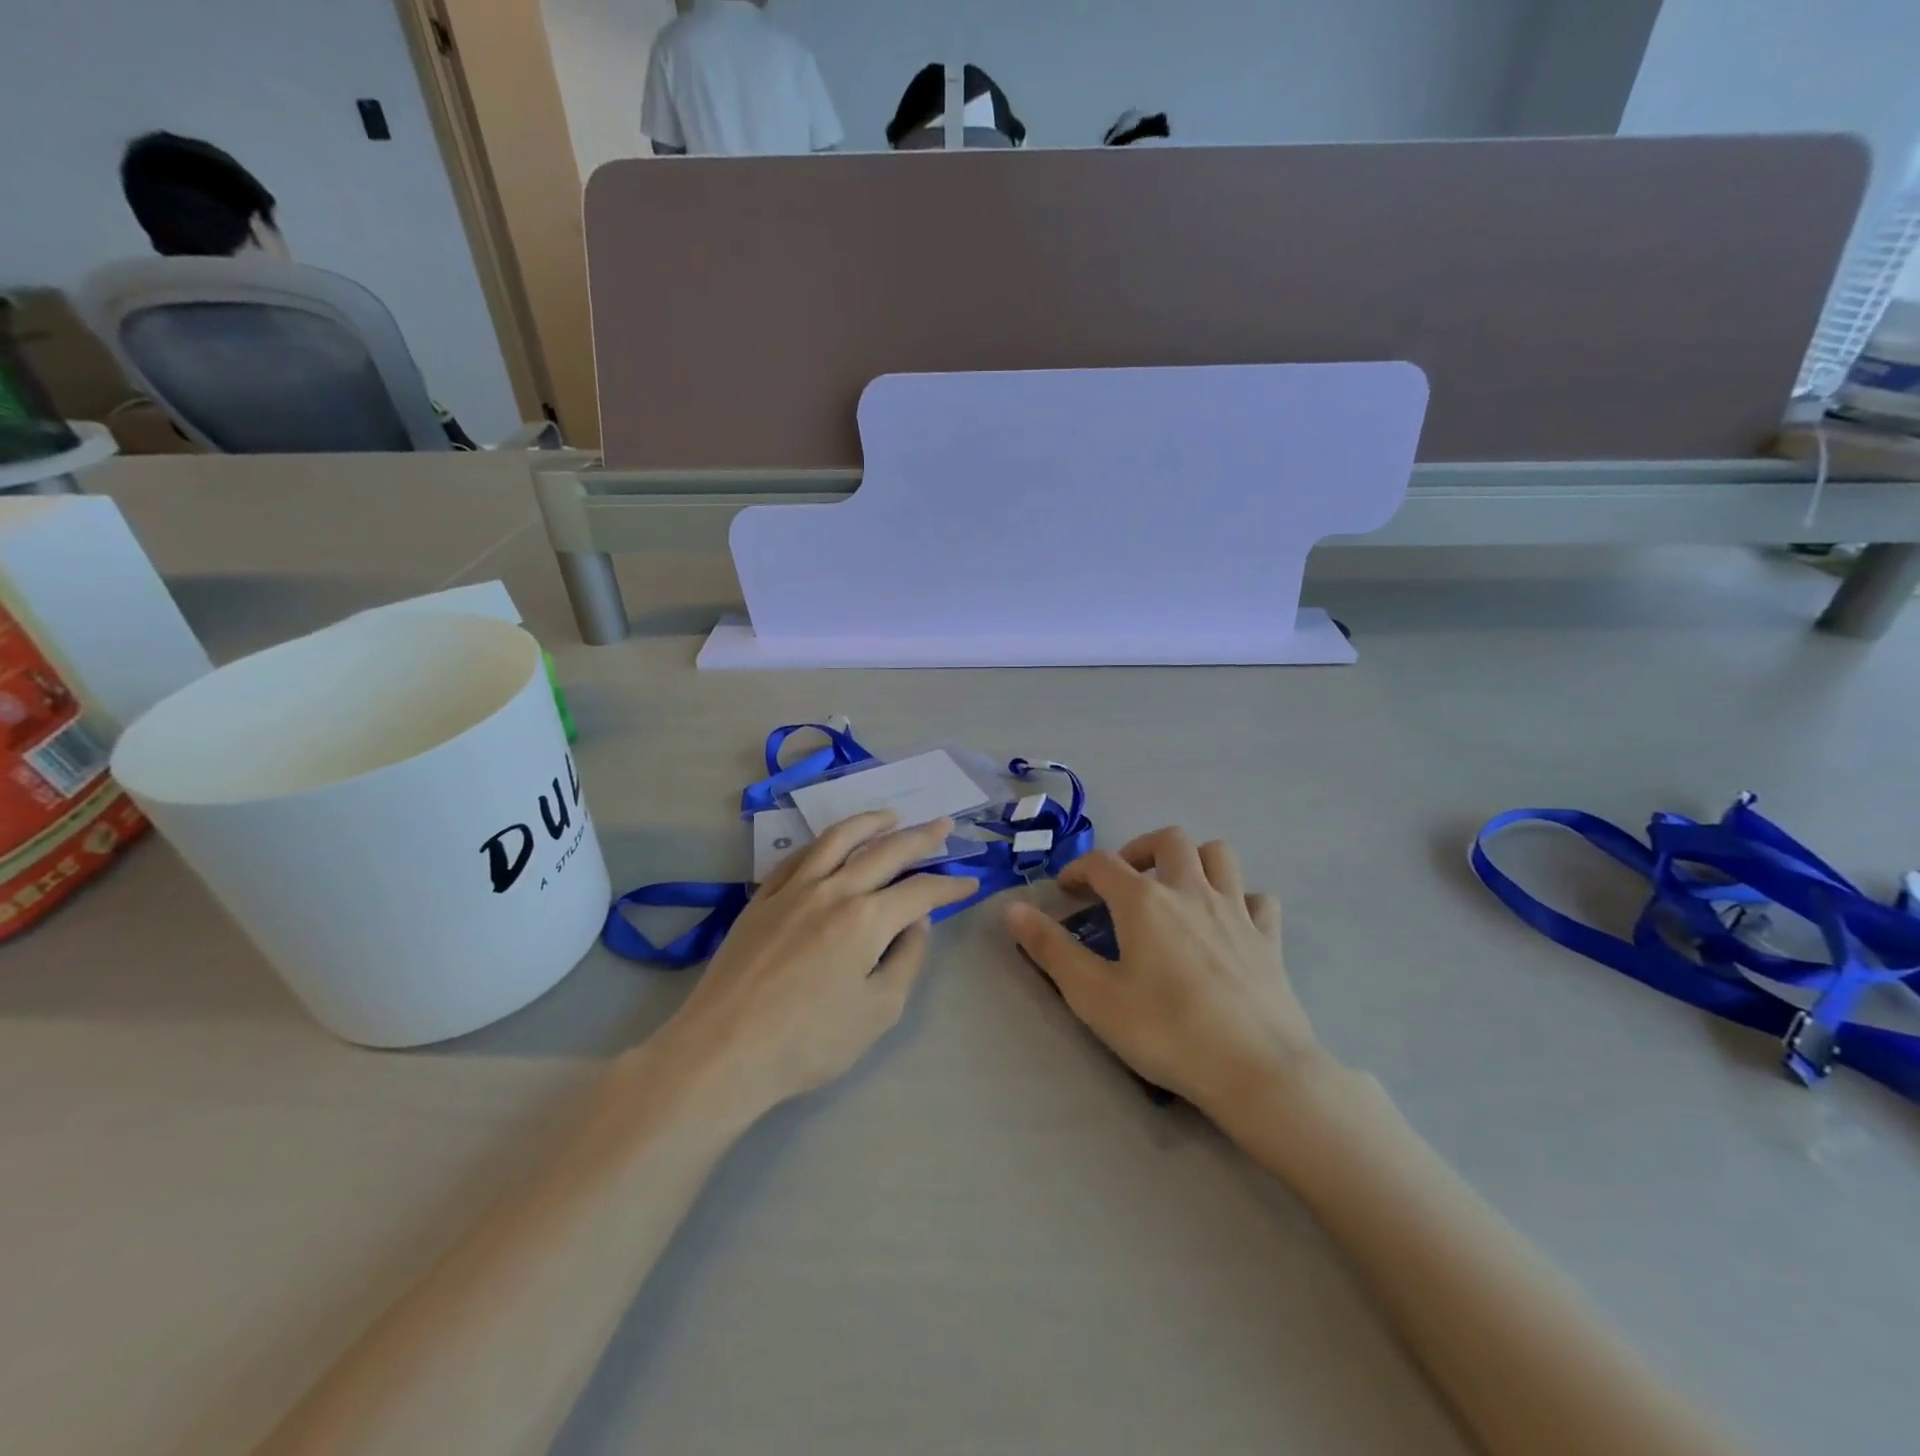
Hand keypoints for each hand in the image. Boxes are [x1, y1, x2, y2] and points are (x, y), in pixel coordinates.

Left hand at [667, 812, 978, 1111]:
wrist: (723, 1051)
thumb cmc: (808, 1042)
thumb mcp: (879, 1012)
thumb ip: (907, 959)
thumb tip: (918, 922)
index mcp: (867, 919)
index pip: (921, 891)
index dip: (950, 885)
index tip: (970, 882)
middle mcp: (833, 890)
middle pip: (885, 851)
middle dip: (921, 837)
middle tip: (943, 825)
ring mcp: (793, 889)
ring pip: (838, 839)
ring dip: (870, 822)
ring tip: (891, 815)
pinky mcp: (762, 897)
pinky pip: (799, 855)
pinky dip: (824, 841)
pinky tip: (832, 842)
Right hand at [1005, 828, 1331, 1119]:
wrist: (1256, 1070)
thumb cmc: (1166, 1031)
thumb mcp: (1093, 995)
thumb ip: (1050, 948)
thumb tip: (1012, 908)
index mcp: (1143, 900)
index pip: (1102, 863)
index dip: (1078, 870)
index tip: (1066, 891)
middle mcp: (1190, 890)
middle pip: (1167, 839)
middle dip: (1139, 849)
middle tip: (1124, 881)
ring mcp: (1235, 910)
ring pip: (1218, 854)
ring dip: (1192, 859)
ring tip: (1175, 888)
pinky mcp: (1269, 937)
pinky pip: (1258, 898)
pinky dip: (1240, 899)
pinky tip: (1228, 923)